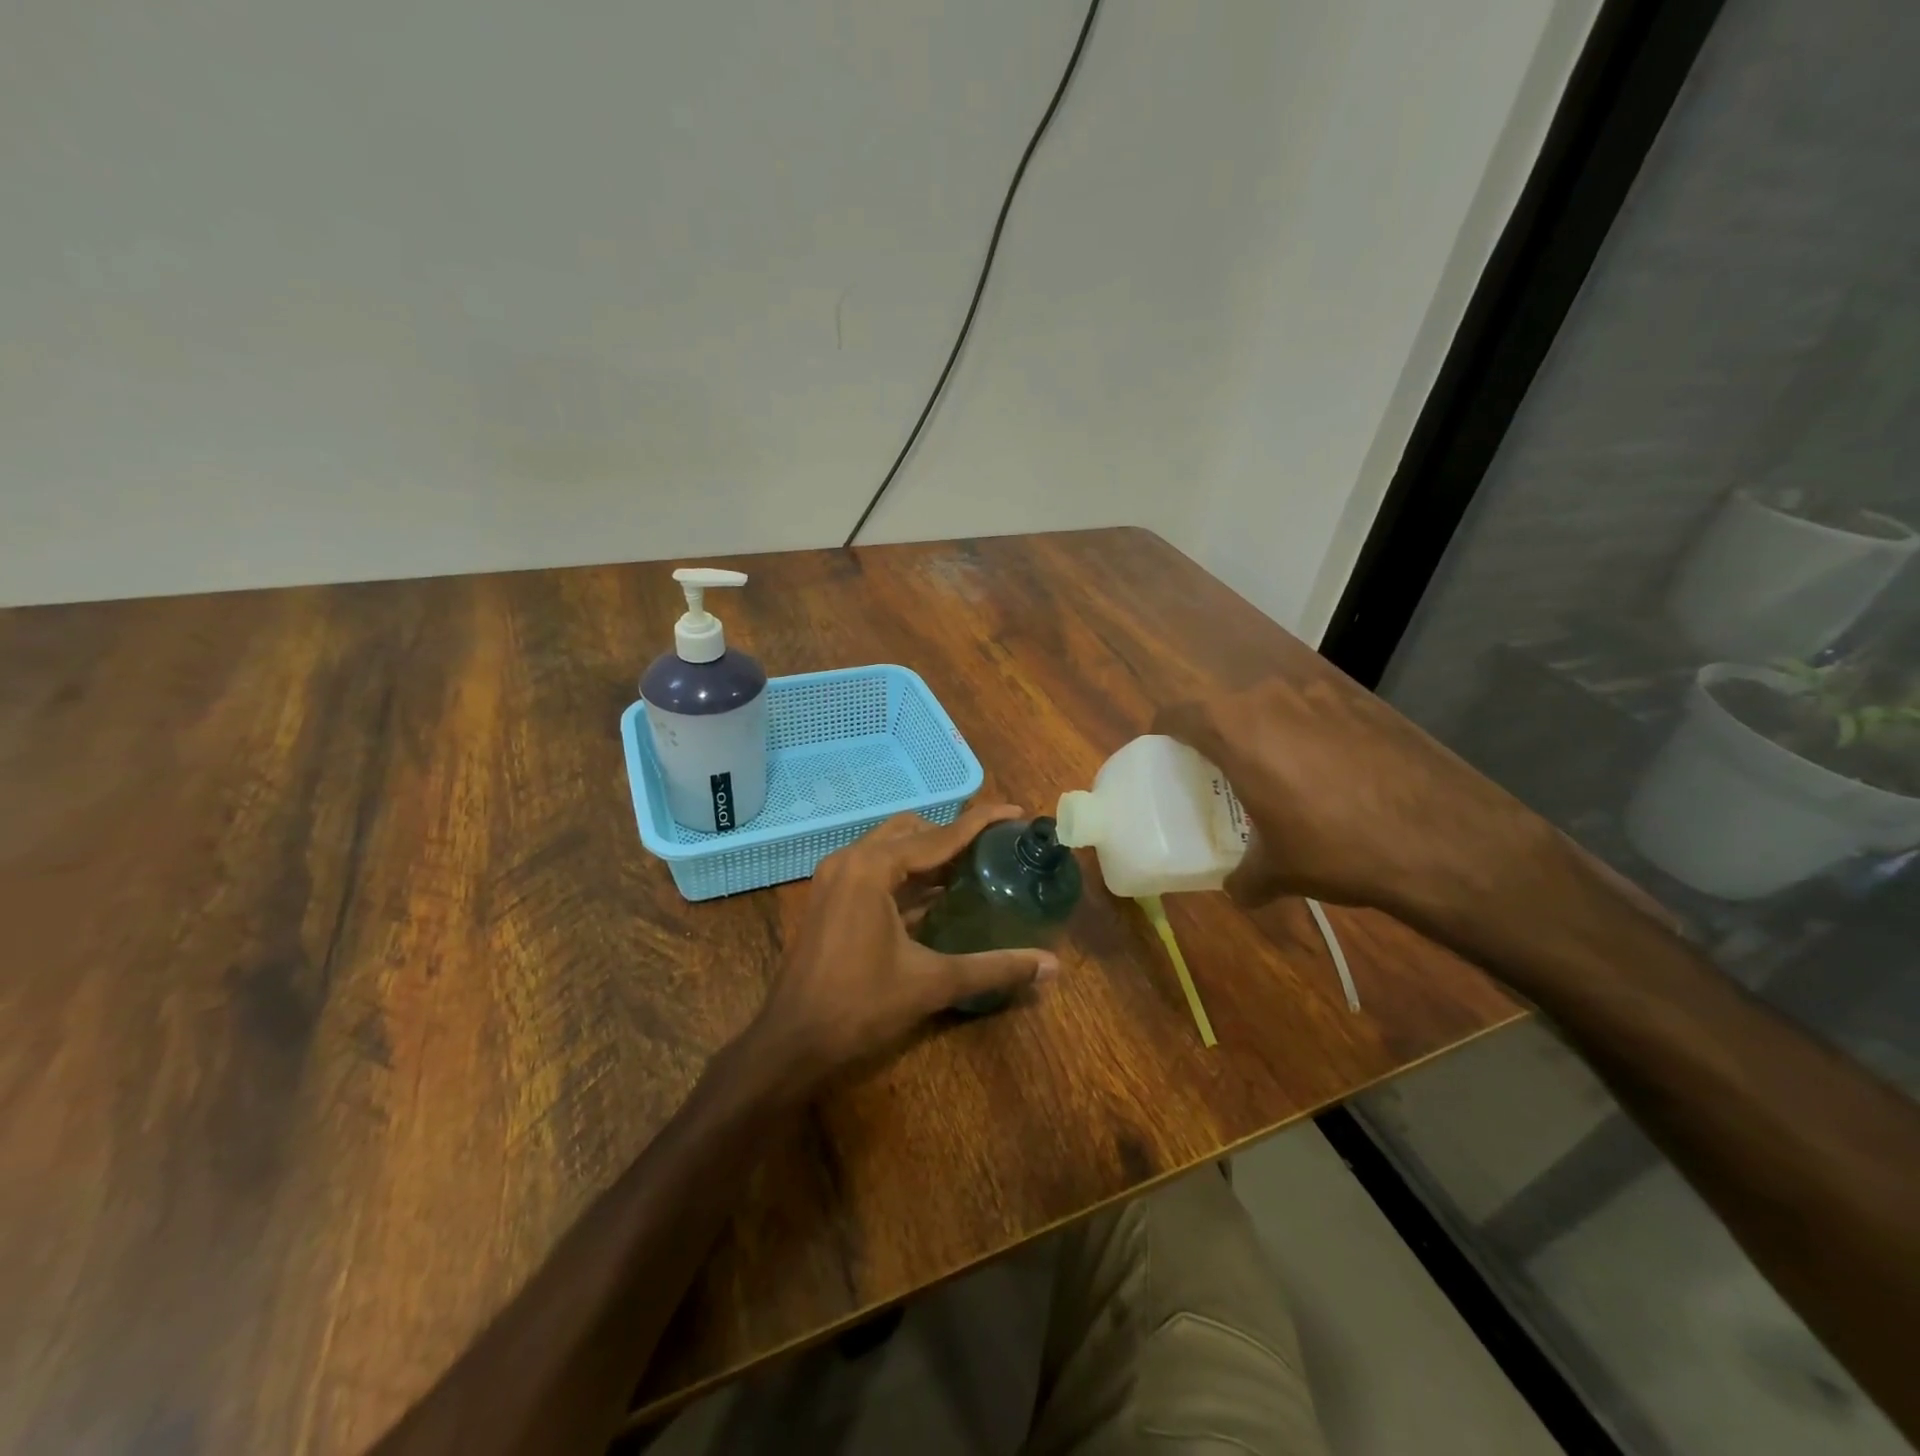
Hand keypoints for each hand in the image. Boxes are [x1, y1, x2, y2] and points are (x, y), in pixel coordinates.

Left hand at [749, 805, 1059, 1084]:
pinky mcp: (830, 898)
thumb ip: (993, 968)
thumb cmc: (859, 1006)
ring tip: (972, 869)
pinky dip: (908, 874)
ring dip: (929, 854)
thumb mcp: (931, 983)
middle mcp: (851, 860)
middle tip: (993, 850)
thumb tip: (1052, 967)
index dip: (981, 822)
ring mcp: (835, 878)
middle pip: (913, 831)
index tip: (1015, 813)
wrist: (791, 1041)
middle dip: (953, 835)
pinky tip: (937, 896)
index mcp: (872, 868)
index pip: (939, 835)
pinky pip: (876, 870)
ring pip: (891, 848)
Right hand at [1153, 676, 1557, 934]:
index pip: (1177, 714)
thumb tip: (1237, 889)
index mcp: (1234, 729)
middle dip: (1219, 738)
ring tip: (1282, 777)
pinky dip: (1310, 738)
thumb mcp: (1277, 871)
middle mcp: (1270, 699)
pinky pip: (1316, 716)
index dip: (1163, 732)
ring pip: (1273, 709)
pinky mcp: (1363, 706)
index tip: (1164, 753)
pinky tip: (1333, 777)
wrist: (1442, 840)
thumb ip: (1243, 877)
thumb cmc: (1335, 848)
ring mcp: (1321, 697)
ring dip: (1266, 735)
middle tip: (1223, 775)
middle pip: (1225, 709)